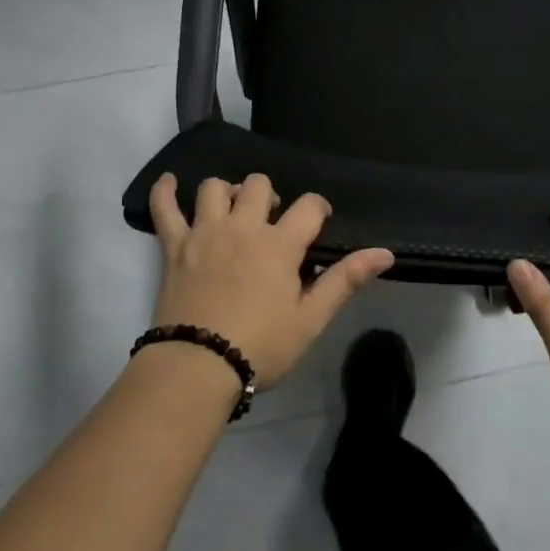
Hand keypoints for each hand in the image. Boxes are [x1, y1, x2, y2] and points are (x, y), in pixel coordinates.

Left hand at [148, 172, 393, 389]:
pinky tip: (169, 183)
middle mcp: (242, 227)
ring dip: (227, 193)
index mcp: (279, 244)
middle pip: (259, 184)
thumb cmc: (261, 347)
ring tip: (232, 212)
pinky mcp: (174, 246)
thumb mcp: (311, 320)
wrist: (197, 367)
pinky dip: (164, 191)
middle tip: (271, 222)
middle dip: (270, 196)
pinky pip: (163, 208)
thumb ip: (345, 280)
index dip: (318, 209)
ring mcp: (204, 233)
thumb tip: (385, 253)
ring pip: (214, 187)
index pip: (309, 205)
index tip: (318, 223)